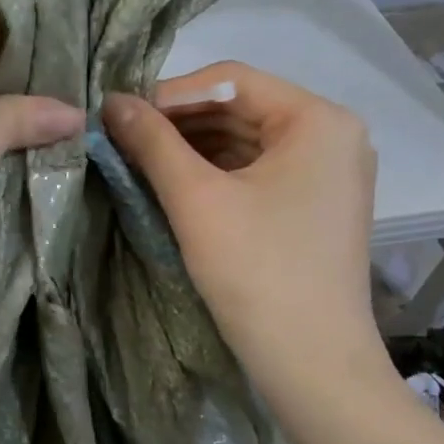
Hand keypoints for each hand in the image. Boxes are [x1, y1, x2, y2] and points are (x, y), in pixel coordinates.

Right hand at [104, 62, 387, 382]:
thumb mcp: (196, 199)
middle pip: (240, 109)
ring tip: (140, 159)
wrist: (312, 362)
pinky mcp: (316, 205)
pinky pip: (258, 171)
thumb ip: (152, 142)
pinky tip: (175, 183)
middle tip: (123, 138)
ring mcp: (328, 173)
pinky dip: (216, 173)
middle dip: (179, 123)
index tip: (120, 115)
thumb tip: (110, 100)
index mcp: (318, 120)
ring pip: (246, 141)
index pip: (230, 81)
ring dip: (193, 148)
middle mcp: (332, 135)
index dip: (169, 94)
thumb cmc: (257, 270)